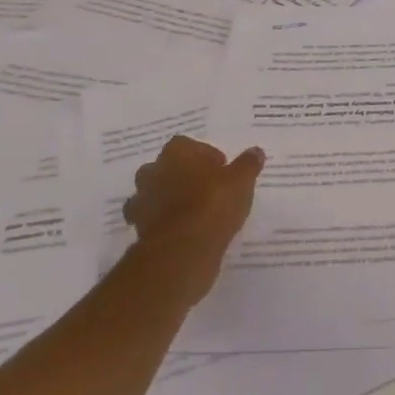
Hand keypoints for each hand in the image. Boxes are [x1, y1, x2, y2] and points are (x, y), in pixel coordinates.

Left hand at [123, 136, 263, 301]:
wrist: (182, 250)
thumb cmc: (213, 204)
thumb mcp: (242, 180)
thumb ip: (248, 164)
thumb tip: (255, 151)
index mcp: (176, 153)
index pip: (185, 144)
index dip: (203, 155)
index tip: (220, 169)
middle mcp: (154, 172)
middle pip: (165, 167)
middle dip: (182, 175)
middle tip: (206, 188)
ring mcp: (143, 201)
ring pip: (154, 193)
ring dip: (169, 199)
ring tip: (195, 211)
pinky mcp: (139, 229)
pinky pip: (153, 220)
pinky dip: (164, 223)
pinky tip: (184, 231)